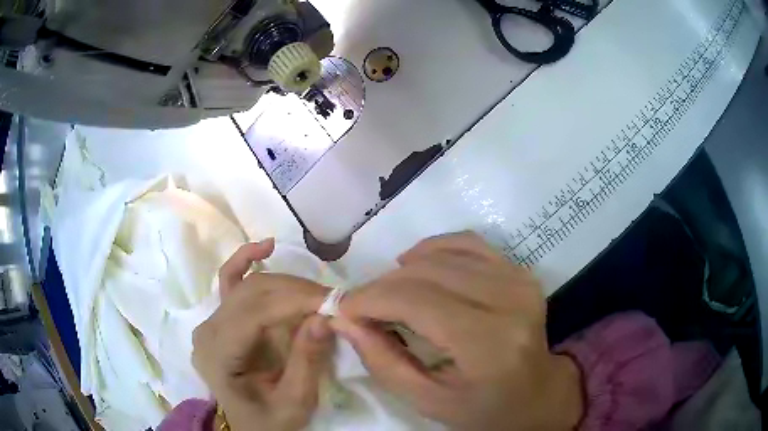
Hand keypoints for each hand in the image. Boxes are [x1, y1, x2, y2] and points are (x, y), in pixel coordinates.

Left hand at [193, 239, 332, 430]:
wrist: (251, 425)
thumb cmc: (271, 420)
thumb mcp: (295, 403)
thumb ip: (306, 362)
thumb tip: (323, 316)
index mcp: (217, 355)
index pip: (254, 313)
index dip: (295, 301)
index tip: (333, 303)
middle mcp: (207, 330)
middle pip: (251, 293)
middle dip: (296, 292)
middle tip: (333, 301)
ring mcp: (211, 321)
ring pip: (247, 284)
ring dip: (286, 283)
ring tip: (318, 294)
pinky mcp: (220, 317)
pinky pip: (231, 279)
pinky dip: (247, 258)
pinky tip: (266, 246)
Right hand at [332, 232, 583, 430]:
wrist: (536, 394)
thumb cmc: (483, 408)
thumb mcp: (427, 401)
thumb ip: (382, 361)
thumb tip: (343, 319)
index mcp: (489, 344)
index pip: (417, 301)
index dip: (371, 299)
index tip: (343, 309)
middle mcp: (509, 302)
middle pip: (427, 273)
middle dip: (382, 286)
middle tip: (361, 307)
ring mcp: (519, 280)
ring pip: (443, 254)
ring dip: (404, 271)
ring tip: (387, 294)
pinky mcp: (520, 271)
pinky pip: (469, 243)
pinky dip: (434, 249)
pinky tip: (416, 264)